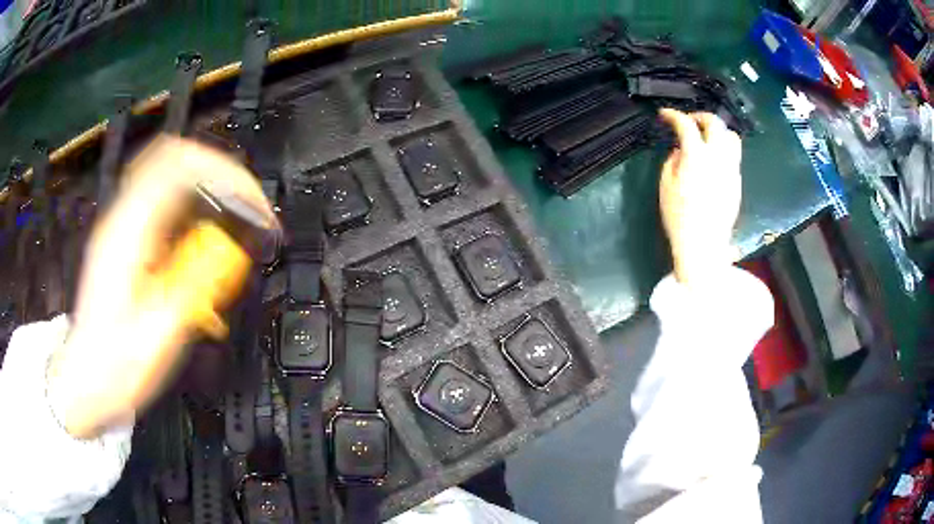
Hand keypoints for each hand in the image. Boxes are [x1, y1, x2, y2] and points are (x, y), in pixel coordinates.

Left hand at [47, 136, 277, 438]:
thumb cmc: (117, 367)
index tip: (250, 202)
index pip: (178, 166)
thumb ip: (194, 282)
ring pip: (167, 174)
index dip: (222, 172)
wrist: (87, 380)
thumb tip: (228, 248)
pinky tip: (201, 239)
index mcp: (127, 236)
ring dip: (205, 188)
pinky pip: (161, 200)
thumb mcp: (160, 334)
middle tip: (245, 205)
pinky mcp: (124, 240)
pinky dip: (190, 206)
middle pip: (173, 158)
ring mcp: (120, 227)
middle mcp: (121, 220)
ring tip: (230, 220)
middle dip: (217, 172)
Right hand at [658, 109, 741, 287]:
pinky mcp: (737, 181)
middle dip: (700, 116)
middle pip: (715, 123)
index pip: (686, 125)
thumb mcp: (666, 185)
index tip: (665, 116)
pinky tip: (714, 159)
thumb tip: (680, 150)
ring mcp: (731, 169)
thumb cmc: (679, 216)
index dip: (673, 115)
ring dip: (718, 131)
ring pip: (731, 137)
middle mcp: (718, 157)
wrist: (704, 243)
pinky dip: (724, 148)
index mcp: (697, 156)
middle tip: (689, 121)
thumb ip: (672, 160)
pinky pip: (734, 155)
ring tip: (707, 137)